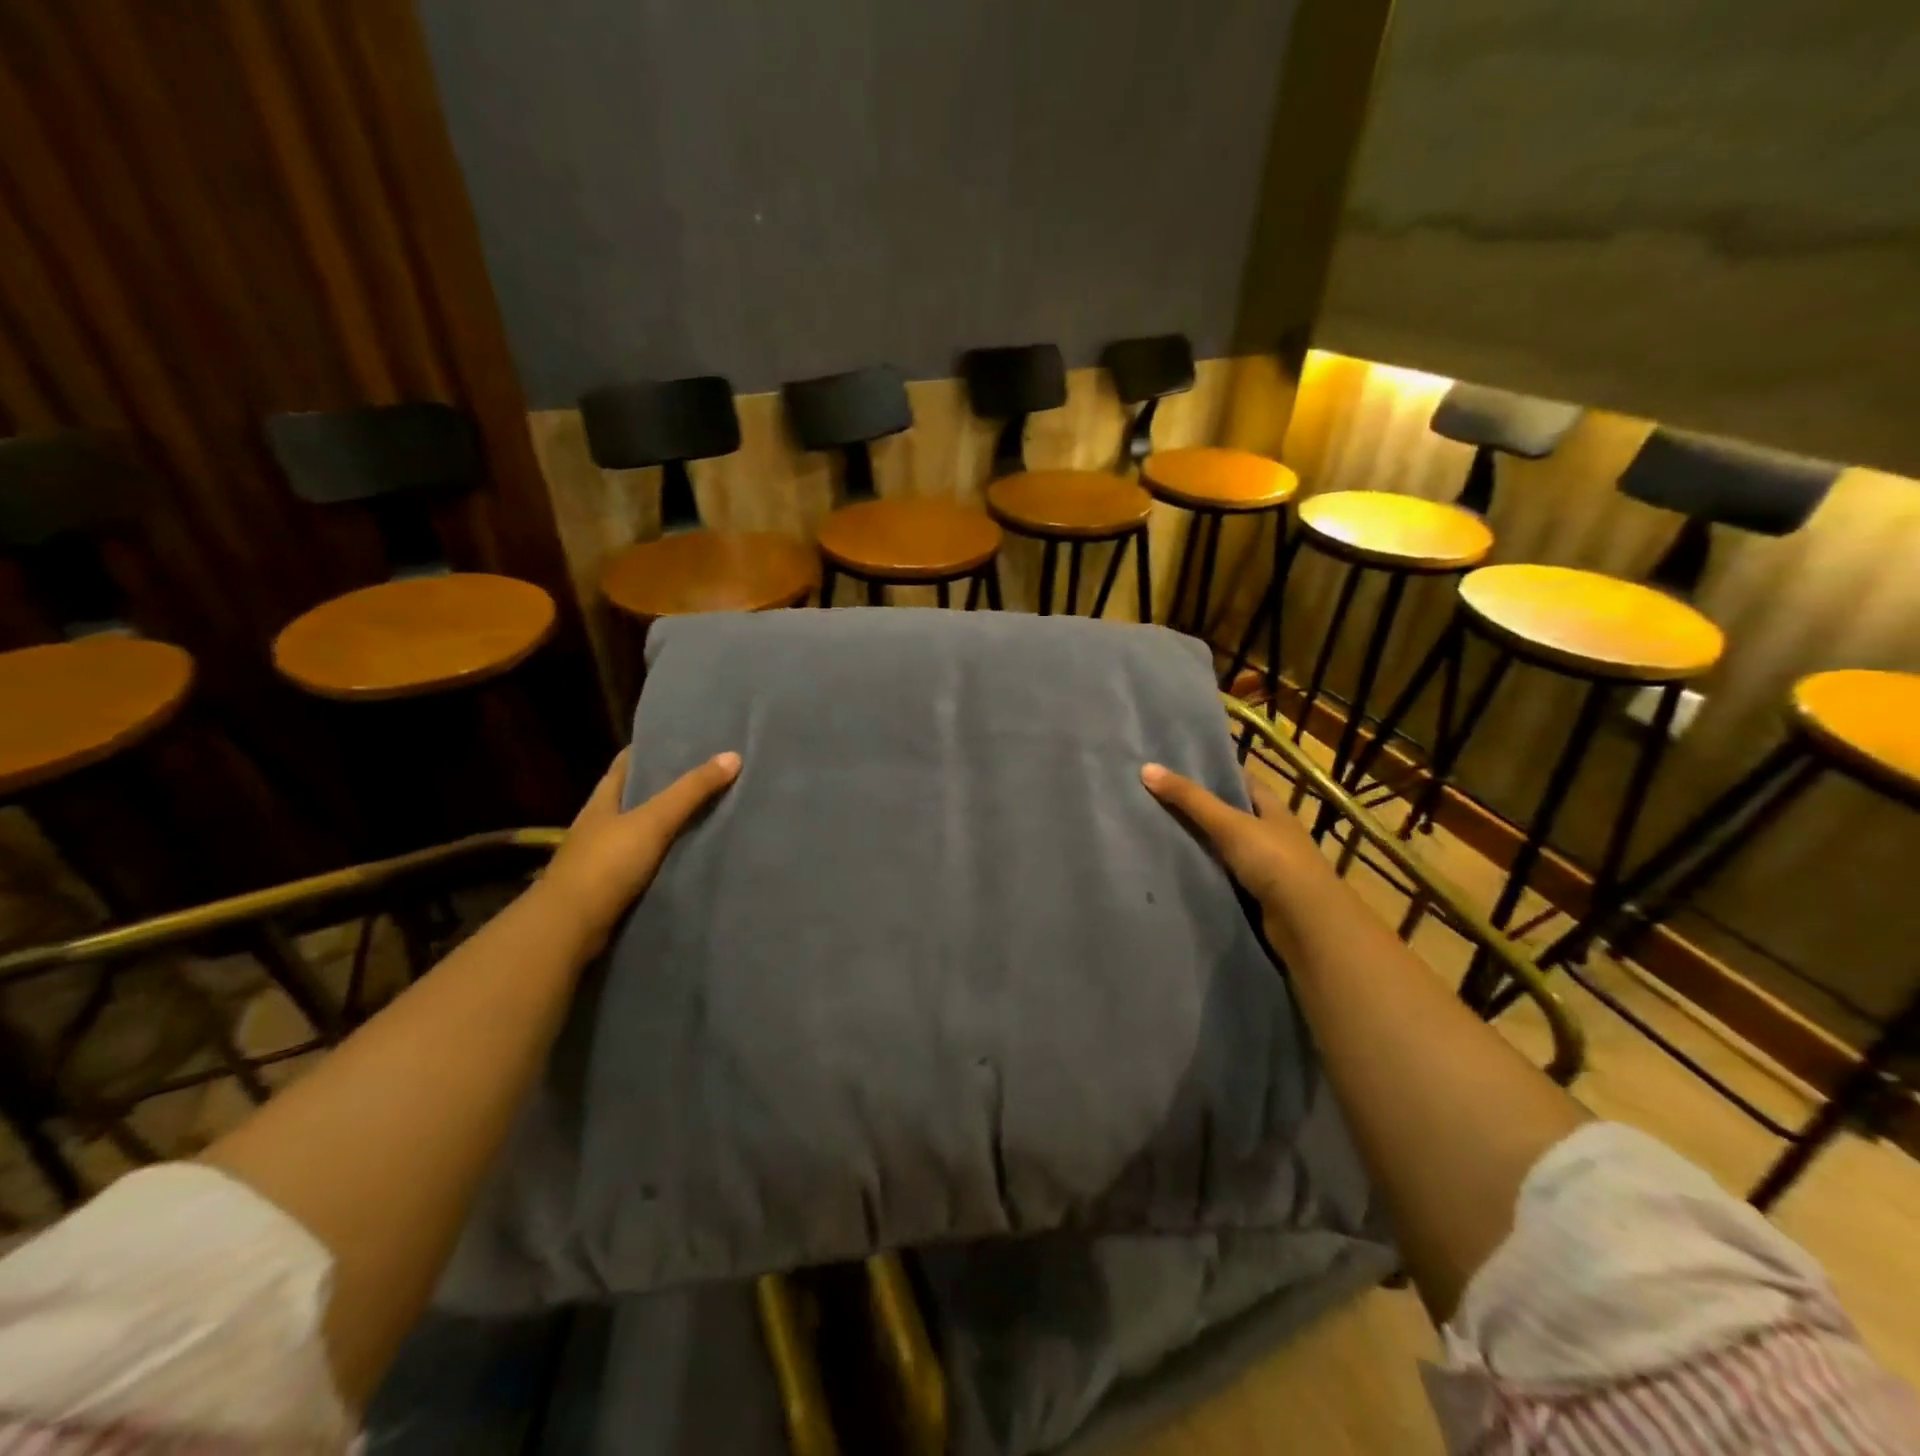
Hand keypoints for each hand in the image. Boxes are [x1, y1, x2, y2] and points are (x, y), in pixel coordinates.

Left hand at [537, 748, 741, 953]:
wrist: (570, 928)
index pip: (626, 764)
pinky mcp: (612, 886)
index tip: (683, 742)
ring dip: (667, 824)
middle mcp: (600, 824)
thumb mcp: (653, 821)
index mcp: (602, 800)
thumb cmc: (606, 864)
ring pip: (641, 831)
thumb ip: (691, 791)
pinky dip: (666, 856)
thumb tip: (733, 755)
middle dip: (665, 787)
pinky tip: (690, 854)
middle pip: (635, 797)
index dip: (651, 751)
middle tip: (707, 776)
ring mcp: (603, 857)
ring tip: (708, 813)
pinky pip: (645, 862)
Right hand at [1140, 762, 1329, 921]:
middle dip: (1196, 807)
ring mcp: (1265, 864)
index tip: (1173, 767)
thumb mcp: (1229, 824)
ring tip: (1154, 831)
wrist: (1307, 923)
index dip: (1210, 771)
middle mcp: (1270, 831)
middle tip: (1153, 798)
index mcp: (1271, 807)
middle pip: (1228, 813)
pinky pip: (1222, 874)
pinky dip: (1203, 871)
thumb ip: (1190, 799)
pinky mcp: (1256, 893)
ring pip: (1223, 845)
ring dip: (1198, 842)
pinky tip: (1175, 868)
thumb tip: (1146, 768)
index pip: (1238, 780)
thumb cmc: (1274, 861)